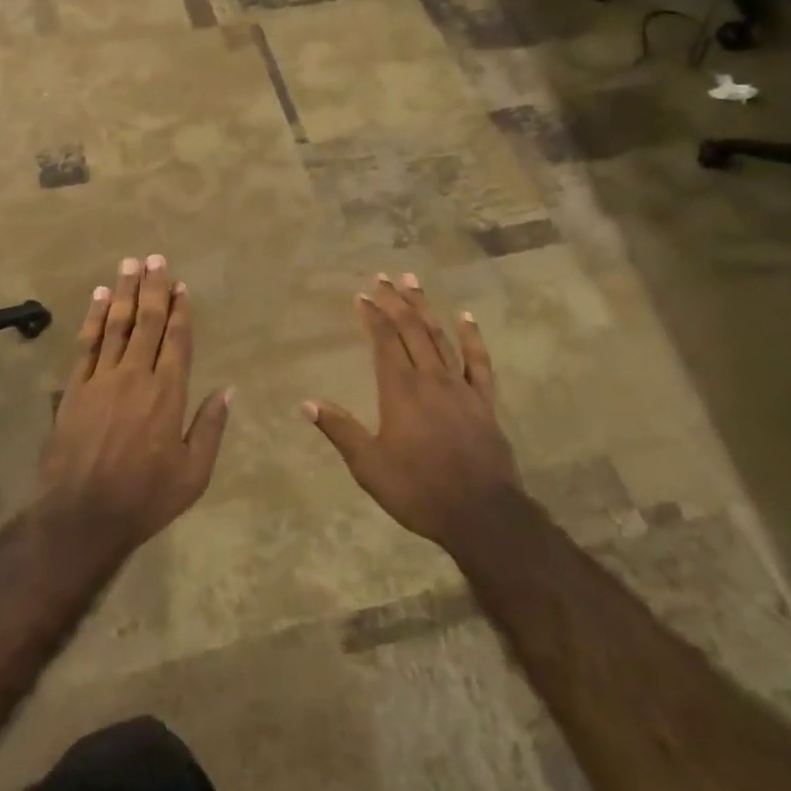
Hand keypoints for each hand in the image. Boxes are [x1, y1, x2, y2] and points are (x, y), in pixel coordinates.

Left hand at [40, 255, 231, 554]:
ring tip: (129, 264)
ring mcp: (101, 379)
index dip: (180, 310)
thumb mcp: (194, 473)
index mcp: (168, 393)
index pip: (177, 340)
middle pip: (147, 322)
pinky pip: (86, 344)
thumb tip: (227, 390)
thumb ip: (210, 427)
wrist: (82, 515)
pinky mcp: (74, 388)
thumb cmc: (146, 497)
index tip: (180, 285)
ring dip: (123, 292)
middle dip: (153, 288)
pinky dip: (93, 318)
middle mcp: (136, 376)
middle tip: (155, 258)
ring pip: (115, 325)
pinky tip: (98, 297)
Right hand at [305, 274, 520, 553]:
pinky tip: (466, 316)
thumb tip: (306, 403)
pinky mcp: (484, 402)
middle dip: (396, 301)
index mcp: (400, 390)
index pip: (383, 341)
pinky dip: (472, 337)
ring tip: (414, 281)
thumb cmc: (418, 490)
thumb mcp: (369, 466)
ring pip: (440, 337)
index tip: (361, 296)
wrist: (482, 514)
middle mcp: (430, 378)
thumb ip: (340, 430)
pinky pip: (479, 361)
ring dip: (425, 308)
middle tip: (384, 276)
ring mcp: (461, 387)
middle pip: (411, 330)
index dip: (372, 316)